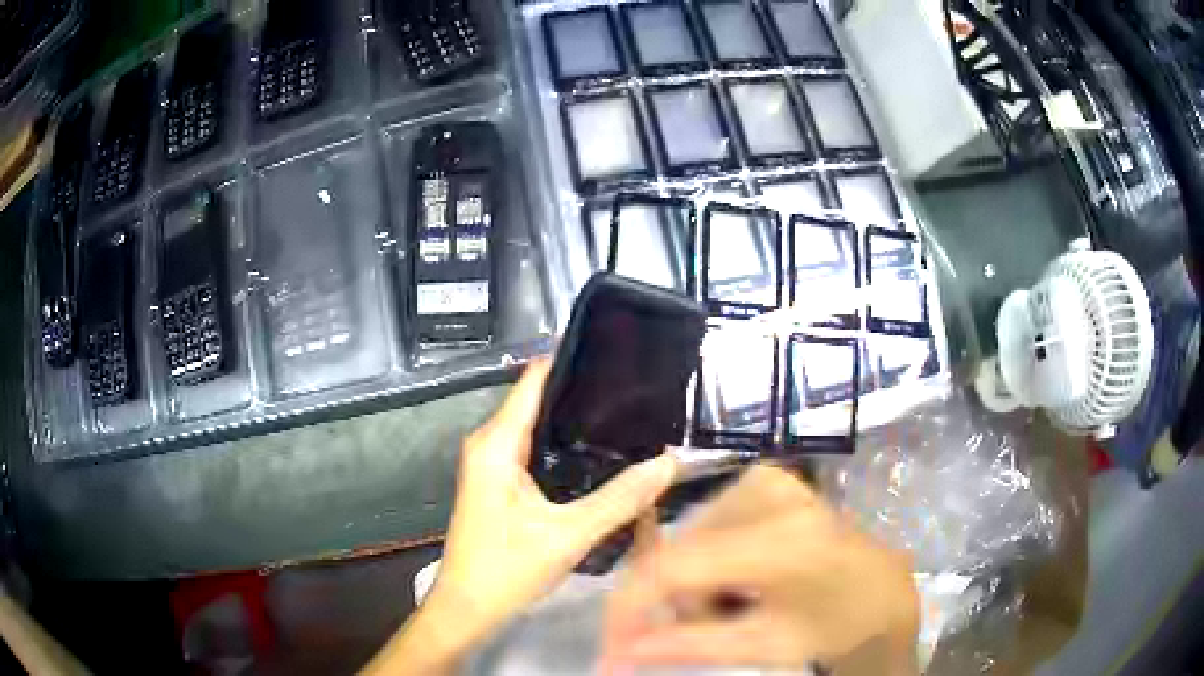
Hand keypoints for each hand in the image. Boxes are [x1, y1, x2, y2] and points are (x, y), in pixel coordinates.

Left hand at [362, 360, 677, 675]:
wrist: (467, 607)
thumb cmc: (506, 569)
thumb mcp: (568, 535)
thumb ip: (620, 499)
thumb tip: (668, 463)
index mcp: (497, 443)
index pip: (534, 379)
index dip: (573, 361)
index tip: (618, 355)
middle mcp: (490, 444)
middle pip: (539, 400)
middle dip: (584, 393)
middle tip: (637, 393)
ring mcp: (492, 464)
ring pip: (539, 427)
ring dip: (576, 422)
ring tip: (628, 419)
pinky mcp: (500, 484)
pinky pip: (536, 450)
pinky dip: (566, 447)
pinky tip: (599, 456)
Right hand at [602, 465, 919, 675]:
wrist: (882, 592)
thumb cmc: (837, 626)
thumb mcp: (764, 646)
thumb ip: (685, 647)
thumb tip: (614, 655)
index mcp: (782, 540)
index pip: (675, 567)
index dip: (630, 608)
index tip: (613, 647)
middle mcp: (771, 492)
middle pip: (680, 554)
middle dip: (677, 602)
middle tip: (707, 630)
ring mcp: (769, 479)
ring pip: (688, 541)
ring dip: (695, 584)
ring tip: (735, 607)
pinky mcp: (767, 479)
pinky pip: (707, 527)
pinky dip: (710, 562)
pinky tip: (742, 580)